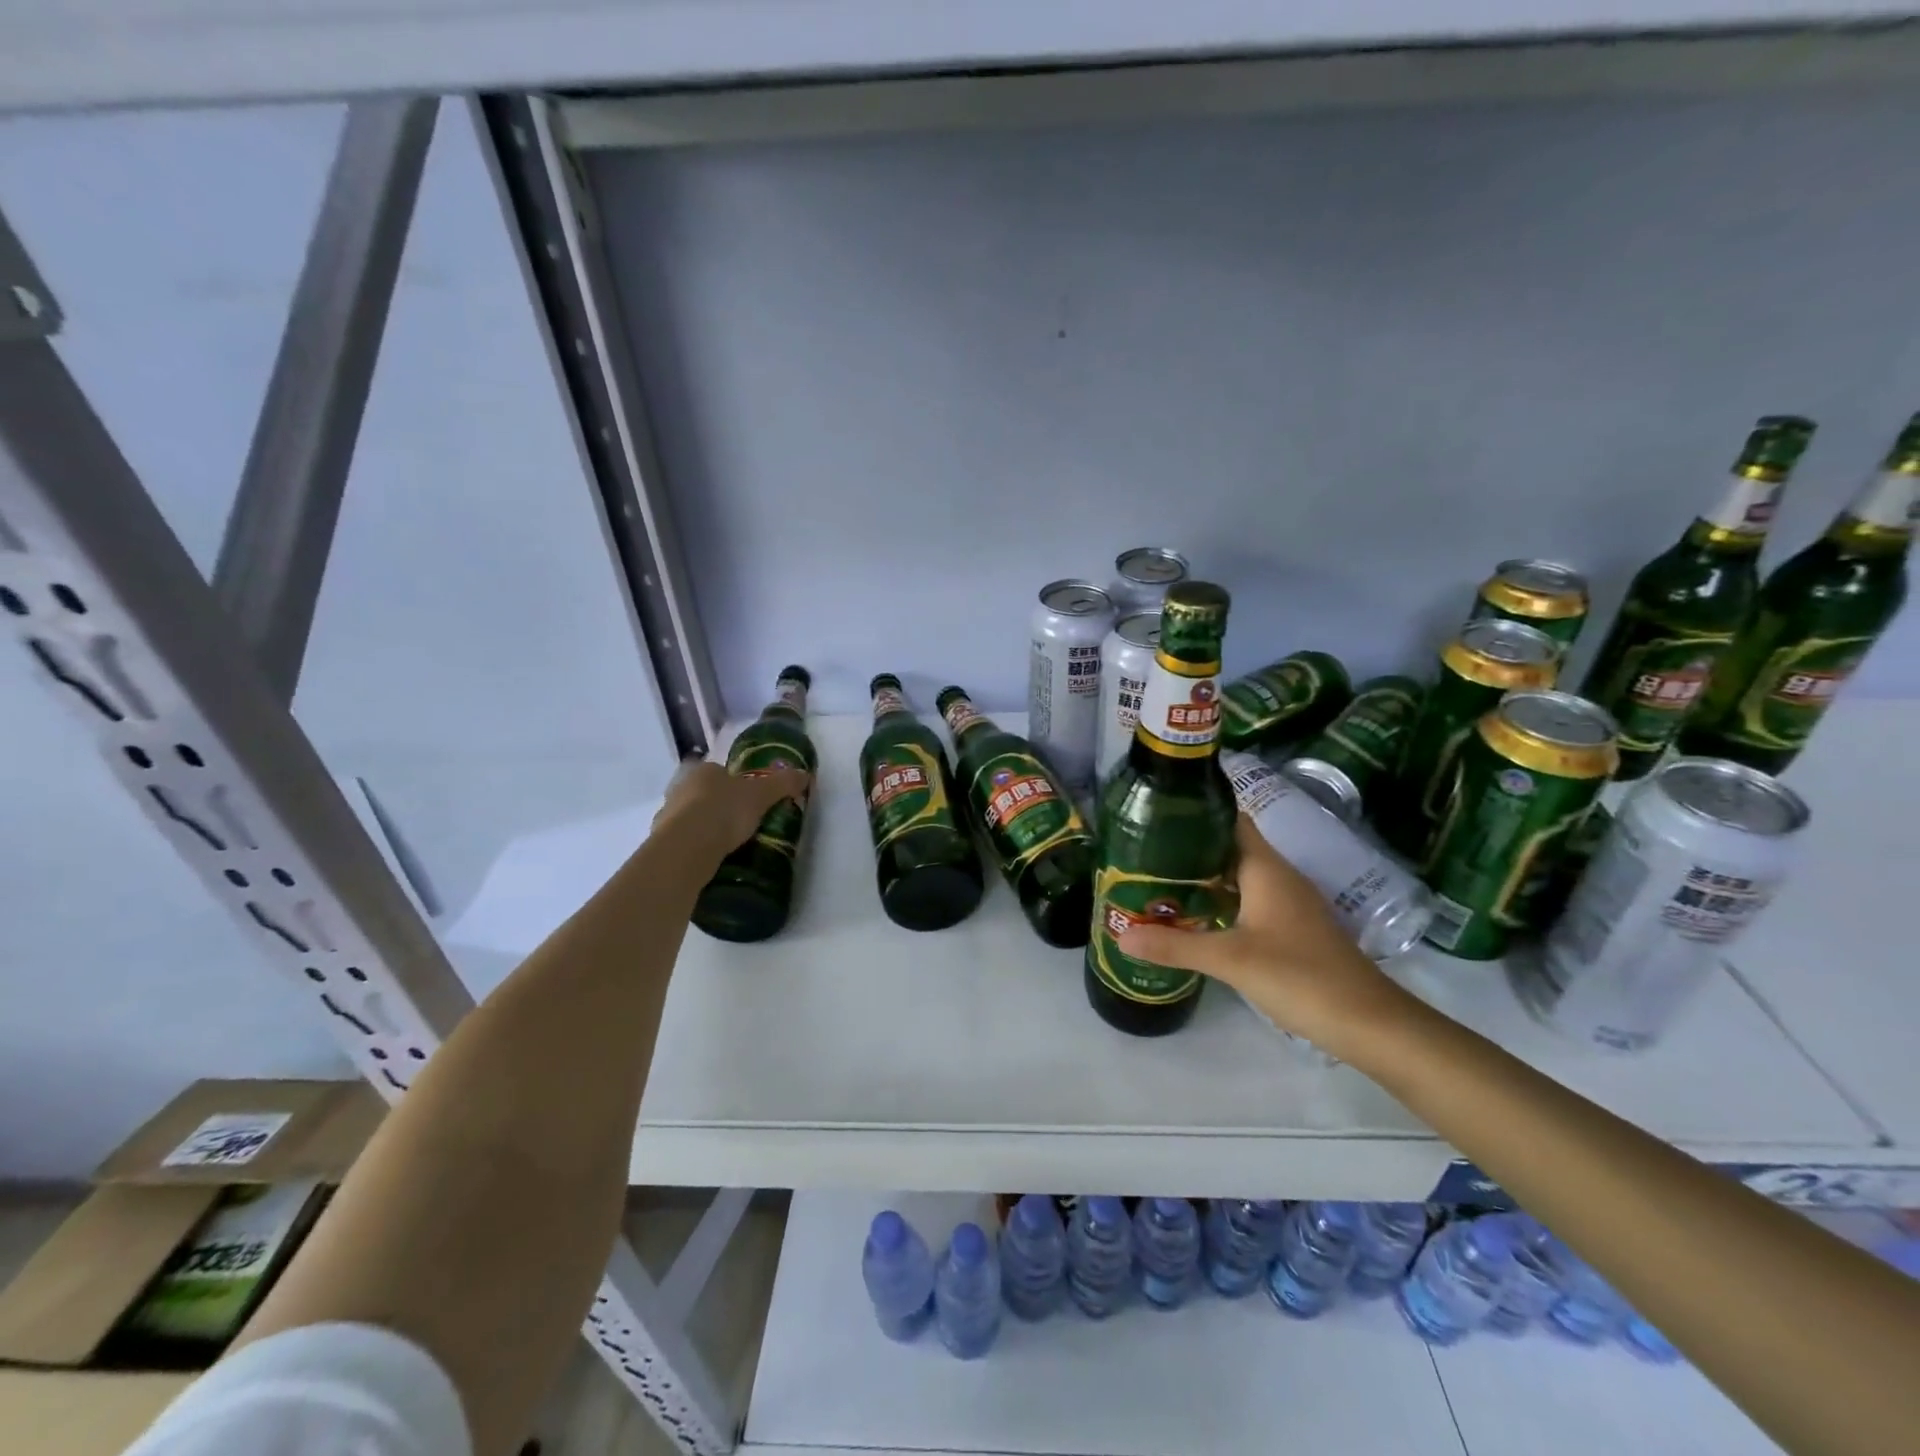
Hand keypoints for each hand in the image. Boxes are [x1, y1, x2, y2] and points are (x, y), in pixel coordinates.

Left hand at [652, 758, 809, 868]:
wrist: (686, 846)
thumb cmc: (724, 811)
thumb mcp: (761, 796)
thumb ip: (782, 784)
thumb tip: (805, 774)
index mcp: (704, 771)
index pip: (721, 772)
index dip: (737, 785)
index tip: (750, 801)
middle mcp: (681, 787)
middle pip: (705, 793)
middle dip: (720, 805)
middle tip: (741, 823)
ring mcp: (668, 813)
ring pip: (692, 816)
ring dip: (705, 826)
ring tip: (727, 844)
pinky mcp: (661, 840)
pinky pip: (684, 840)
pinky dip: (695, 846)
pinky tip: (710, 857)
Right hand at [1117, 814, 1412, 1057]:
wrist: (1368, 1022)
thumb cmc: (1300, 976)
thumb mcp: (1230, 960)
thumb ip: (1174, 946)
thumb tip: (1121, 936)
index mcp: (1265, 868)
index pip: (1230, 819)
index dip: (1197, 811)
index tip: (1156, 814)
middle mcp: (1277, 877)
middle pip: (1229, 847)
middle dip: (1189, 848)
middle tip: (1142, 854)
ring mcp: (1287, 903)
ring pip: (1238, 876)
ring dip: (1203, 877)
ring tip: (1158, 882)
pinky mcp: (1291, 928)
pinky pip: (1248, 900)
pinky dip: (1220, 901)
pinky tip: (1195, 917)